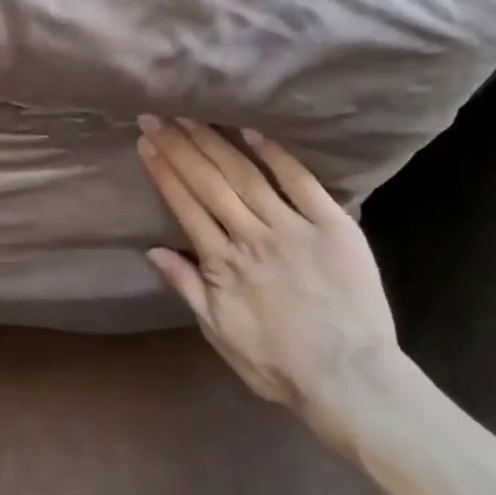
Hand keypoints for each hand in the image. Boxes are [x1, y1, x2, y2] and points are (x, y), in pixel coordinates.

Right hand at [136, 116, 404, 446]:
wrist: (349, 379)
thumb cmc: (277, 364)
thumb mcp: (219, 333)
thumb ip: (187, 287)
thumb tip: (153, 250)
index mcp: (222, 263)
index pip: (185, 205)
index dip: (163, 171)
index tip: (146, 141)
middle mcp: (251, 237)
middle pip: (209, 183)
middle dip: (180, 146)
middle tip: (158, 116)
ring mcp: (293, 228)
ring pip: (247, 176)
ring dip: (216, 144)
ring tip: (192, 118)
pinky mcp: (333, 226)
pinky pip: (301, 183)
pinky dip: (277, 155)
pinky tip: (252, 132)